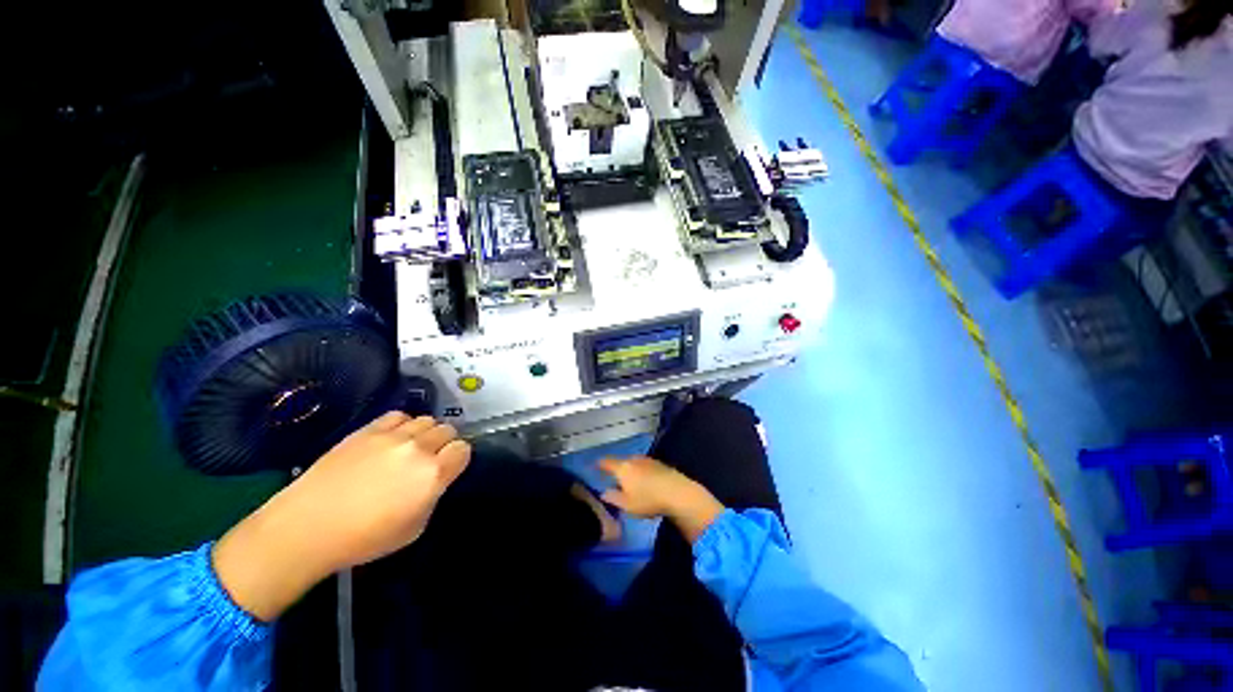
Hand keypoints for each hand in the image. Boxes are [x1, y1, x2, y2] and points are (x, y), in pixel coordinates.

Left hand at [213, 412, 470, 620]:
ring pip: (427, 420)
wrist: (306, 527)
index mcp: (433, 475)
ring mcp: (392, 436)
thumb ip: (433, 496)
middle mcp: (418, 449)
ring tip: (411, 448)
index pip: (463, 449)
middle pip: (447, 430)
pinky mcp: (368, 429)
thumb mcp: (414, 528)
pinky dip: (403, 425)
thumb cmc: (363, 539)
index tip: (449, 468)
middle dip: (444, 443)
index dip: (458, 458)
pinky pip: (399, 416)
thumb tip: (435, 479)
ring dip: (425, 433)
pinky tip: (392, 439)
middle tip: (430, 459)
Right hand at [599, 456, 724, 542]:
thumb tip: (604, 493)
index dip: (600, 464)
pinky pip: (645, 466)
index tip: (595, 465)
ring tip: (631, 482)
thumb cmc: (648, 500)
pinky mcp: (659, 464)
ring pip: (634, 463)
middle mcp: (633, 459)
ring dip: (631, 471)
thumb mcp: (627, 505)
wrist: (678, 492)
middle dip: (617, 469)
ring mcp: (648, 460)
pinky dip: (641, 472)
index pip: (607, 462)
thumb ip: (613, 498)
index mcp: (623, 468)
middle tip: (614, 479)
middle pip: (621, 462)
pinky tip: (646, 482)